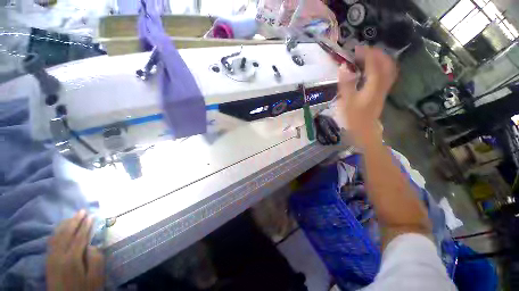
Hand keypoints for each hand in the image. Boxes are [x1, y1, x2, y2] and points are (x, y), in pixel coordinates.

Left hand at [46, 210, 104, 290]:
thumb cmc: (84, 290)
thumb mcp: (95, 278)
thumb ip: (96, 260)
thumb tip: (93, 245)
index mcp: (72, 259)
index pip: (79, 238)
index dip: (86, 226)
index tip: (91, 216)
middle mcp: (59, 256)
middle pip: (66, 234)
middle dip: (74, 221)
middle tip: (82, 211)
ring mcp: (52, 258)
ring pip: (57, 237)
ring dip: (65, 225)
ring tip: (72, 217)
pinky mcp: (48, 261)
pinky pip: (51, 243)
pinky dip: (56, 233)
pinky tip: (59, 230)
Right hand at [337, 46, 397, 146]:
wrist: (364, 131)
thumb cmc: (353, 118)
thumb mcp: (346, 101)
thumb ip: (345, 84)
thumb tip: (343, 66)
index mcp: (373, 86)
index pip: (374, 64)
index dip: (367, 54)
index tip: (357, 48)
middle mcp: (382, 85)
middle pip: (386, 64)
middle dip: (377, 54)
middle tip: (364, 51)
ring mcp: (384, 89)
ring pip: (389, 69)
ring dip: (381, 59)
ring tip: (369, 56)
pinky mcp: (382, 93)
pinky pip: (387, 76)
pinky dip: (382, 68)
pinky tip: (373, 69)